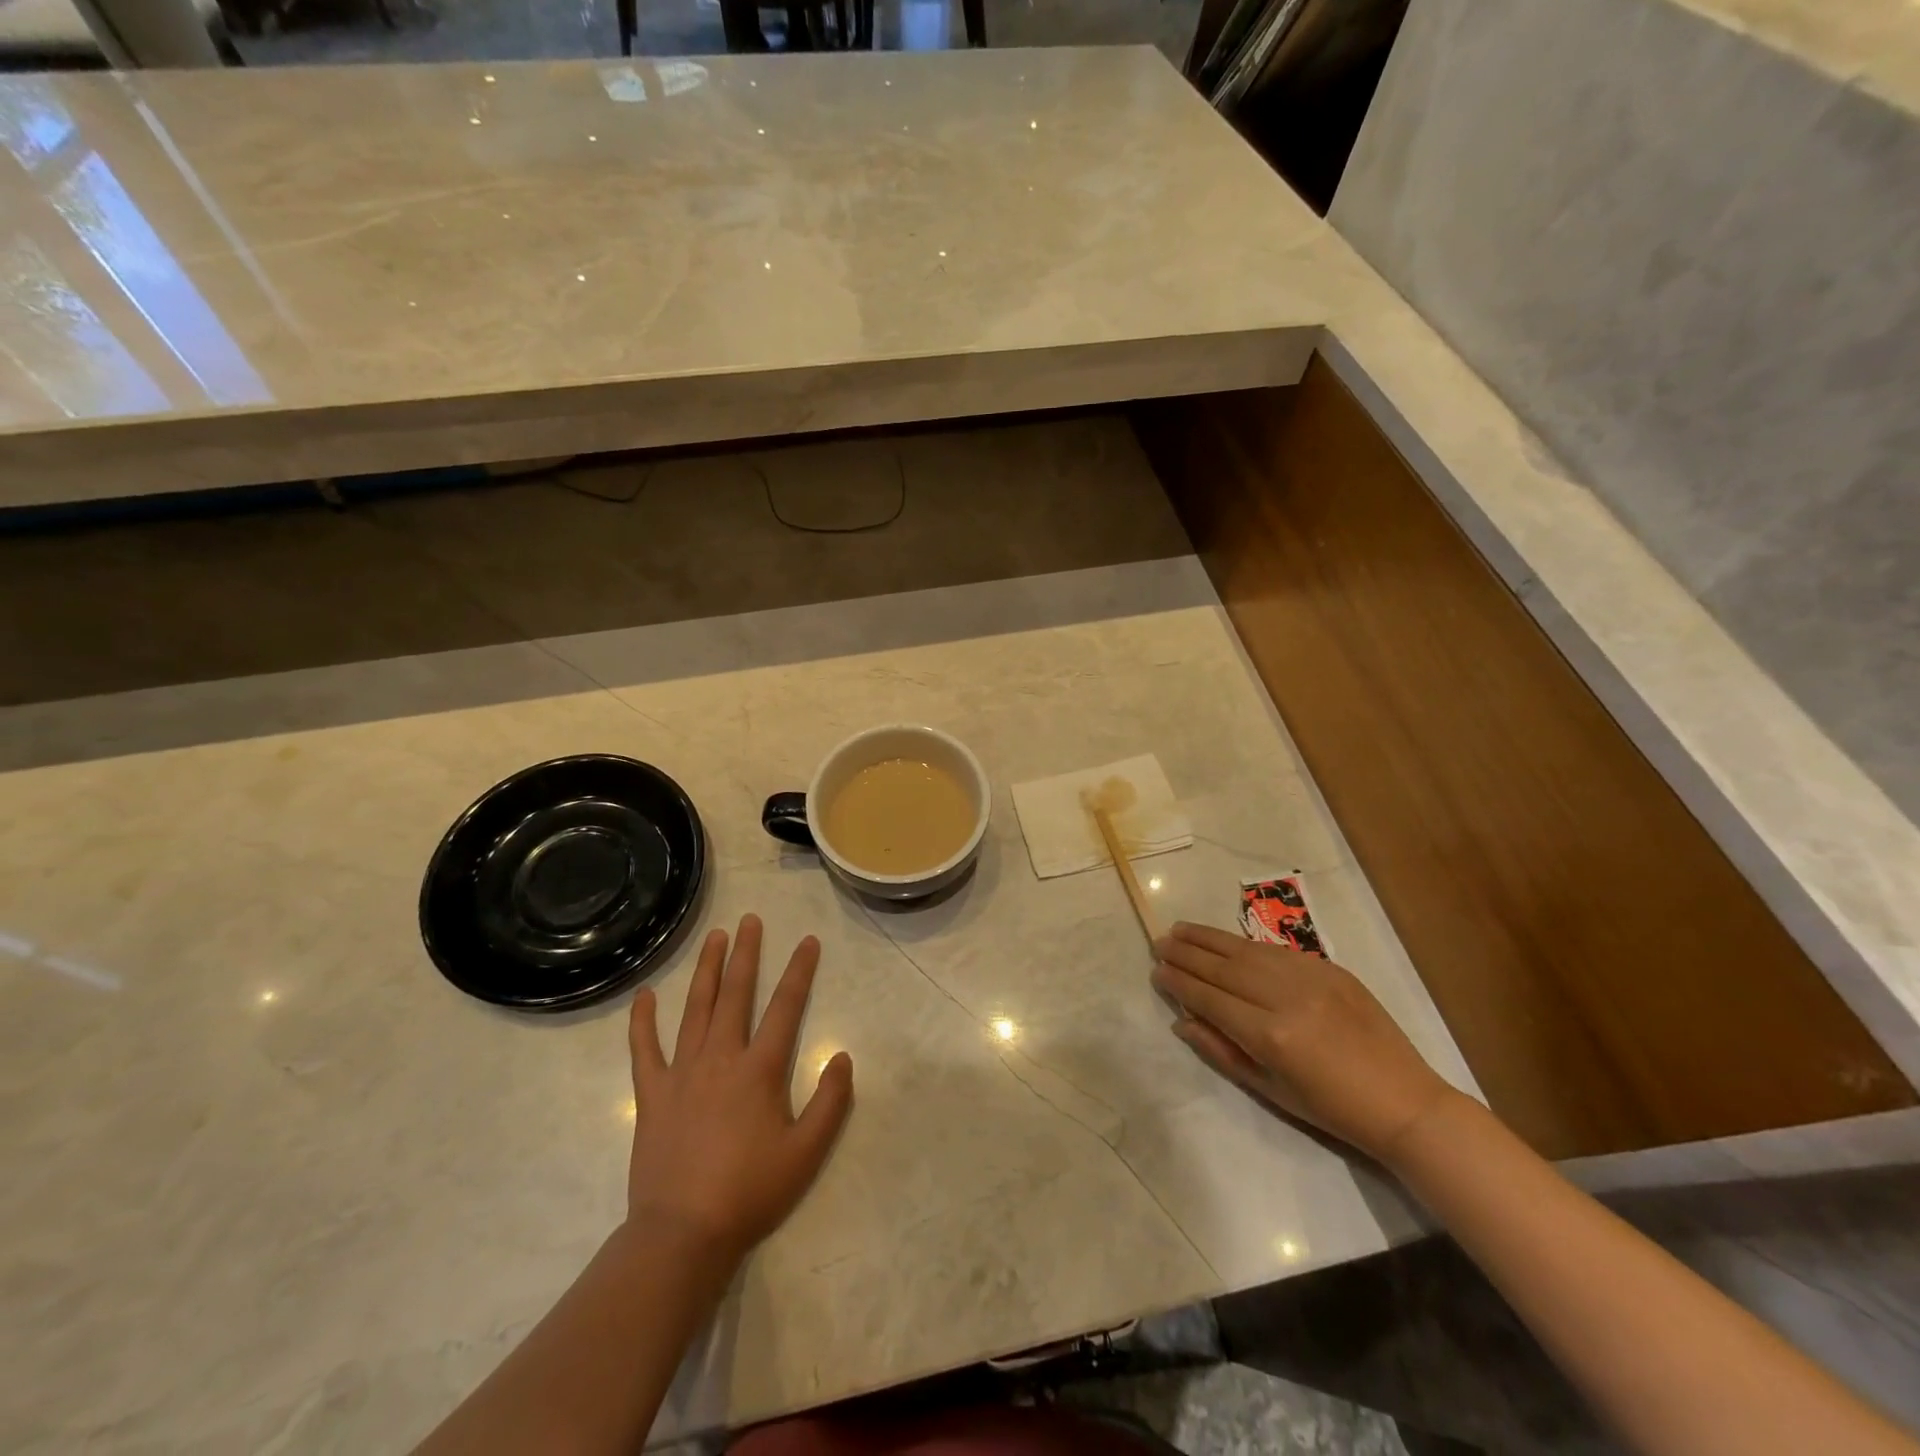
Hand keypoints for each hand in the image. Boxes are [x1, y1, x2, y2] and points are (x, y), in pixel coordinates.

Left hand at [626, 914, 853, 1265]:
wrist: (682, 1234)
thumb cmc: (750, 1192)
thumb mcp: (807, 1152)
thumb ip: (830, 1101)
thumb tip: (841, 1056)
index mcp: (759, 1070)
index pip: (786, 1007)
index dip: (799, 971)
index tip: (807, 941)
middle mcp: (720, 1058)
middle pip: (736, 994)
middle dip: (746, 954)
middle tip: (750, 920)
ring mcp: (682, 1072)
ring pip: (695, 1008)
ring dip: (706, 970)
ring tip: (714, 937)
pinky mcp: (652, 1094)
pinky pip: (644, 1049)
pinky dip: (643, 1021)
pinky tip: (644, 995)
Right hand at [1152, 921, 1454, 1164]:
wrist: (1404, 1102)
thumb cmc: (1332, 1110)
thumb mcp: (1271, 1091)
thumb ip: (1222, 1051)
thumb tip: (1183, 1021)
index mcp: (1271, 1036)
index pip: (1210, 999)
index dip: (1180, 984)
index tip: (1156, 971)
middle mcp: (1286, 999)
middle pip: (1223, 968)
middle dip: (1187, 954)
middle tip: (1159, 941)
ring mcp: (1310, 978)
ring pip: (1246, 950)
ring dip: (1209, 938)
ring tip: (1180, 929)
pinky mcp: (1329, 968)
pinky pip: (1275, 951)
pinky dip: (1244, 944)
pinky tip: (1225, 940)